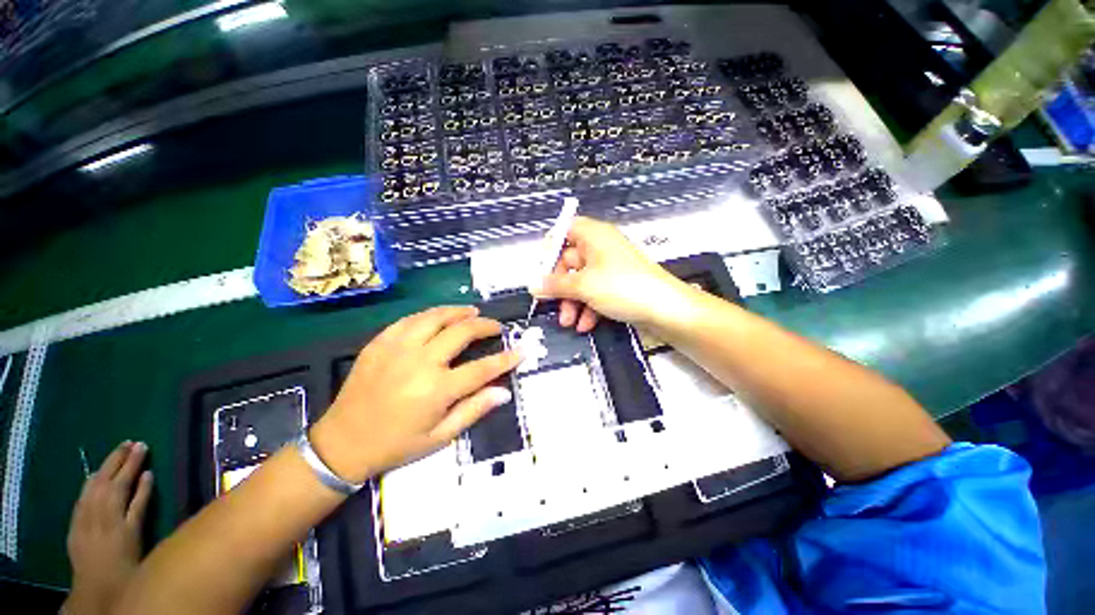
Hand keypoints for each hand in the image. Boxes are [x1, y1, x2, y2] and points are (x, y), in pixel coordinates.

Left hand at [65, 441, 152, 614]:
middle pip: (106, 478)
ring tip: (115, 453)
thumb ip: (141, 504)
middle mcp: (96, 508)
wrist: (97, 586)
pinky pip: (83, 494)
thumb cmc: (126, 560)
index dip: (133, 463)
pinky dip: (91, 481)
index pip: (124, 480)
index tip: (143, 446)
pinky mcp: (75, 521)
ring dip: (104, 466)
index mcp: (115, 511)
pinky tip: (94, 476)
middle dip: (118, 459)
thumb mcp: (137, 533)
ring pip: (92, 484)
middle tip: (130, 442)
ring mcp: (83, 514)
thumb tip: (147, 475)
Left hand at [310, 306, 519, 481]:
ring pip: (436, 317)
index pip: (483, 368)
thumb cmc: (396, 444)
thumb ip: (473, 410)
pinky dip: (430, 315)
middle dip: (485, 325)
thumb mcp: (439, 437)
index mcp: (437, 389)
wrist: (342, 443)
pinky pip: (410, 319)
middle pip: (462, 332)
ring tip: (473, 312)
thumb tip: (503, 392)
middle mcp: (420, 362)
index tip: (522, 349)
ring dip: (459, 312)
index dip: (506, 358)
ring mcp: (397, 348)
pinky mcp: (380, 342)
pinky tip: (439, 317)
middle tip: (496, 326)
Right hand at [532, 217, 693, 331]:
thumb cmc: (622, 287)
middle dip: (560, 287)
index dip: (550, 247)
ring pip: (581, 281)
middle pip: (569, 262)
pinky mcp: (617, 285)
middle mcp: (600, 247)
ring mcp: (609, 267)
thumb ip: (555, 285)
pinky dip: (588, 307)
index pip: (565, 230)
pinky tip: (586, 325)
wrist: (665, 309)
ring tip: (569, 323)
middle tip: (552, 306)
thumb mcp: (583, 286)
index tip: (540, 270)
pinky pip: (595, 292)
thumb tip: (532, 285)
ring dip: (572, 302)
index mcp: (593, 235)